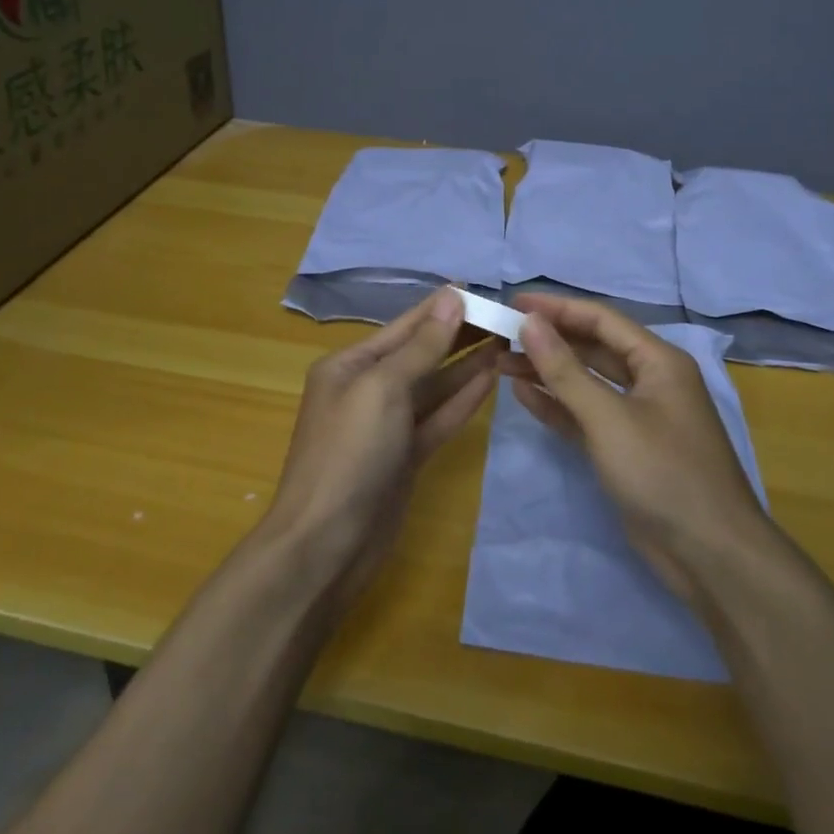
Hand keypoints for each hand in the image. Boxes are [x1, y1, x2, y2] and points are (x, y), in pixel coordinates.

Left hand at [268, 288, 497, 599]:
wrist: (326, 545)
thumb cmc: (349, 454)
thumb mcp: (382, 388)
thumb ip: (421, 346)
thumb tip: (451, 298)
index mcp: (350, 365)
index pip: (405, 326)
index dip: (442, 307)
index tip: (480, 288)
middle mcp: (367, 389)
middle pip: (421, 353)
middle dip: (459, 334)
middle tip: (504, 316)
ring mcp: (387, 425)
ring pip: (434, 386)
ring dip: (467, 365)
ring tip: (506, 342)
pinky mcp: (406, 456)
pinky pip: (438, 418)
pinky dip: (463, 400)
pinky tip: (491, 379)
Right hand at [501, 293, 771, 603]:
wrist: (709, 555)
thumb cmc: (663, 473)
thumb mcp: (609, 418)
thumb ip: (565, 370)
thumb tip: (530, 323)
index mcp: (658, 361)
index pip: (601, 320)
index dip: (557, 308)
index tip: (514, 302)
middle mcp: (650, 381)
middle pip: (592, 348)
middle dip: (549, 341)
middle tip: (502, 335)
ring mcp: (638, 416)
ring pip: (586, 382)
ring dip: (547, 372)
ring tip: (501, 363)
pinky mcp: (626, 449)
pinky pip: (586, 416)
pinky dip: (557, 406)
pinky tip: (523, 396)